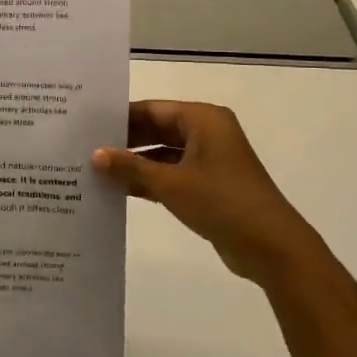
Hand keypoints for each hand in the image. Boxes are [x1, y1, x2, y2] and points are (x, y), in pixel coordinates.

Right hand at [93, 100, 327, 287]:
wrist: (272, 247)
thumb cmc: (222, 202)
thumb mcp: (170, 183)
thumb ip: (130, 167)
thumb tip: (94, 155)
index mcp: (203, 119)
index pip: (152, 109)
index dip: (119, 117)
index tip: (86, 124)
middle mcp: (206, 133)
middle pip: (156, 129)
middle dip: (124, 140)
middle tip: (84, 146)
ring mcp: (208, 160)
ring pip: (162, 153)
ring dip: (134, 163)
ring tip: (94, 168)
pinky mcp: (208, 184)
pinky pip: (170, 173)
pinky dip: (148, 179)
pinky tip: (118, 189)